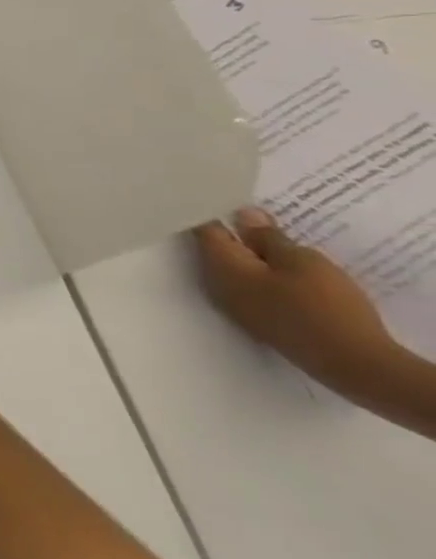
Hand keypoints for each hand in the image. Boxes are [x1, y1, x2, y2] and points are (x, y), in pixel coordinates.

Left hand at [194, 208, 397, 393]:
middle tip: (251, 213)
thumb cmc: (323, 304)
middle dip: (232, 232)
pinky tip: (280, 267)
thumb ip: (266, 237)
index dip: (214, 212)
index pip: (204, 230)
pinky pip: (250, 286)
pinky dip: (260, 273)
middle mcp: (216, 284)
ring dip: (249, 253)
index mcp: (219, 266)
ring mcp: (235, 305)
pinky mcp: (258, 320)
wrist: (353, 362)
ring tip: (270, 235)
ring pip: (234, 269)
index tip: (223, 197)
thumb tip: (242, 215)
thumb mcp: (299, 260)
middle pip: (216, 249)